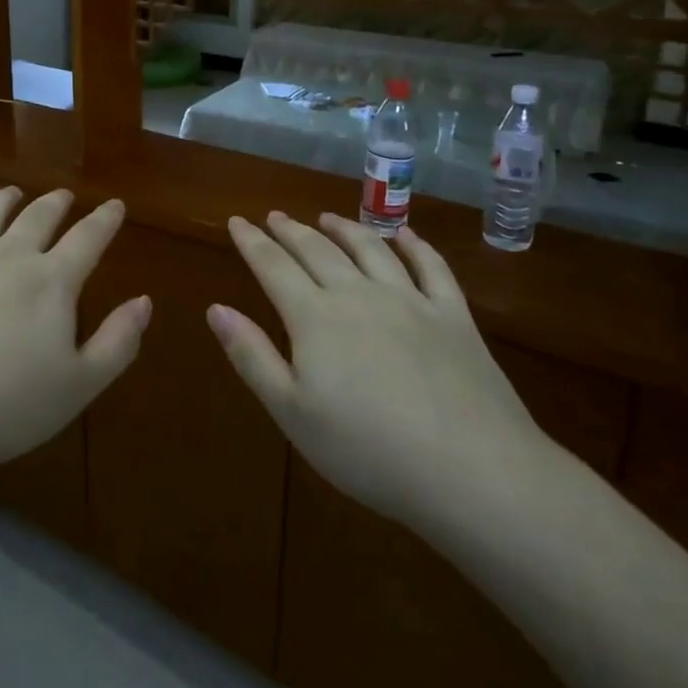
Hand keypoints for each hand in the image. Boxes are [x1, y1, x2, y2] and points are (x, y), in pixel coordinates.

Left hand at [0, 186, 150, 475]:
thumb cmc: (9, 406)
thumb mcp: (80, 385)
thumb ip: (118, 341)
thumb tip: (144, 300)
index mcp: (51, 281)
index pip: (87, 239)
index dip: (105, 220)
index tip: (115, 204)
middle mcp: (7, 257)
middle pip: (36, 218)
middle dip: (55, 203)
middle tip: (63, 195)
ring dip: (1, 200)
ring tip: (11, 192)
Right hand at [209, 211, 556, 541]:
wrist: (472, 471)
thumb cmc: (368, 450)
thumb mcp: (292, 413)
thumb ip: (252, 356)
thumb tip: (215, 309)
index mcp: (315, 317)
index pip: (273, 266)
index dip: (251, 242)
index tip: (236, 221)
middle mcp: (358, 295)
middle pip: (318, 250)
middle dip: (291, 230)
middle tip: (275, 216)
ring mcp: (410, 300)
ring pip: (370, 249)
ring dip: (345, 228)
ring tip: (327, 218)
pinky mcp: (454, 316)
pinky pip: (431, 267)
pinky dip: (414, 245)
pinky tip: (404, 235)